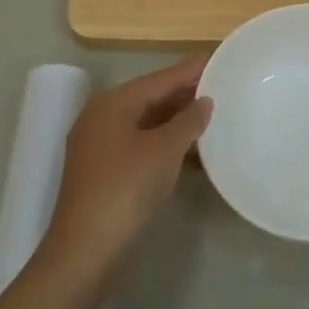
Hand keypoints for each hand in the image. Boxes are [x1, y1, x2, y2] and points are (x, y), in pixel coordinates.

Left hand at [43, 54, 212, 273]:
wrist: (87, 250)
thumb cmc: (127, 188)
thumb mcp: (165, 149)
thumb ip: (189, 121)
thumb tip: (205, 101)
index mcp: (112, 103)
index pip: (159, 78)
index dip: (190, 69)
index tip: (217, 58)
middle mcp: (102, 118)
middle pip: (151, 98)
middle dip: (185, 95)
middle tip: (222, 87)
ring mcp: (100, 147)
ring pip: (147, 124)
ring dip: (178, 123)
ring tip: (214, 117)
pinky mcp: (104, 173)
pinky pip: (142, 146)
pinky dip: (166, 146)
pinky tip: (193, 154)